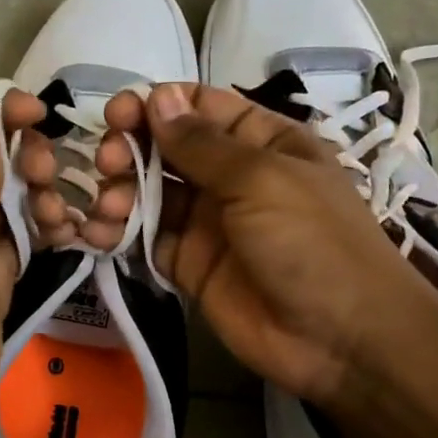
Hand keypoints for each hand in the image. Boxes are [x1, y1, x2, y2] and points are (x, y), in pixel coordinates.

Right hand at [85, 82, 429, 404]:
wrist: (340, 341)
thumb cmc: (312, 242)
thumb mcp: (262, 180)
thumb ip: (202, 144)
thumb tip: (157, 96)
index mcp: (261, 142)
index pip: (200, 107)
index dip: (158, 105)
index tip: (119, 114)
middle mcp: (231, 176)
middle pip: (167, 147)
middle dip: (131, 147)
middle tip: (108, 163)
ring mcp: (207, 222)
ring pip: (150, 192)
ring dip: (120, 190)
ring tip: (107, 205)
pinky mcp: (188, 264)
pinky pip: (145, 238)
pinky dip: (117, 232)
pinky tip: (97, 232)